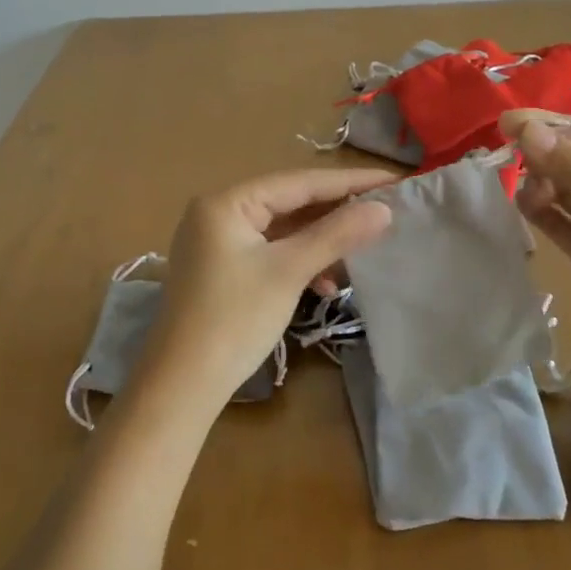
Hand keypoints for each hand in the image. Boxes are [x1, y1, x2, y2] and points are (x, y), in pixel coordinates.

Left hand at [141, 167, 395, 411]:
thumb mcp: (288, 272)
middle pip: (288, 202)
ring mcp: (216, 242)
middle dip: (335, 211)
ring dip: (318, 241)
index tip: (391, 181)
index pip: (298, 181)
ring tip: (360, 250)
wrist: (180, 388)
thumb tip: (384, 209)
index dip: (348, 181)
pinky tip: (325, 284)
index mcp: (227, 202)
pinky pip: (268, 252)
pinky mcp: (219, 270)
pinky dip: (297, 262)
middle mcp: (217, 212)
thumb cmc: (233, 320)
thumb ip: (336, 235)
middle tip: (383, 210)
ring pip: (280, 229)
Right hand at [503, 111, 570, 385]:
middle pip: (570, 160)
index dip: (550, 130)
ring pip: (559, 189)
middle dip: (541, 157)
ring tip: (530, 196)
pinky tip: (524, 207)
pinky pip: (555, 222)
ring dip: (538, 184)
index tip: (509, 127)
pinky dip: (537, 211)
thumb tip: (526, 130)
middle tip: (511, 163)